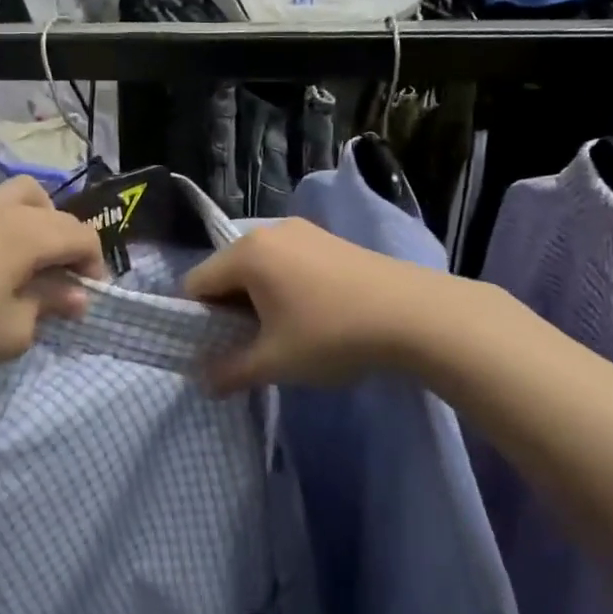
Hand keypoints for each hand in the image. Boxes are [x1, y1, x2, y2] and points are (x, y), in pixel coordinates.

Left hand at [0, 177, 104, 384]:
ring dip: (41, 225)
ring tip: (32, 266)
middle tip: (62, 282)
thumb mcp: (13, 330)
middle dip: (70, 244)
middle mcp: (5, 211)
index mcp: (29, 233)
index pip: (81, 235)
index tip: (87, 299)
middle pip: (56, 212)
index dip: (95, 266)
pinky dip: (11, 229)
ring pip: (23, 198)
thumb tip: (75, 295)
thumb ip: (49, 306)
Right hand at [182, 219, 431, 393]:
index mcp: (247, 254)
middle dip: (227, 310)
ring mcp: (303, 231)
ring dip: (256, 300)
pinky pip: (286, 262)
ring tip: (280, 333)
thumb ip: (230, 372)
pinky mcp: (329, 240)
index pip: (196, 283)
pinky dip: (283, 287)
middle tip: (247, 346)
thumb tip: (202, 382)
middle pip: (226, 271)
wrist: (416, 315)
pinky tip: (309, 316)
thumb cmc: (333, 335)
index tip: (213, 350)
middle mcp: (269, 231)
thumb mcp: (275, 361)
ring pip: (258, 267)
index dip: (196, 320)